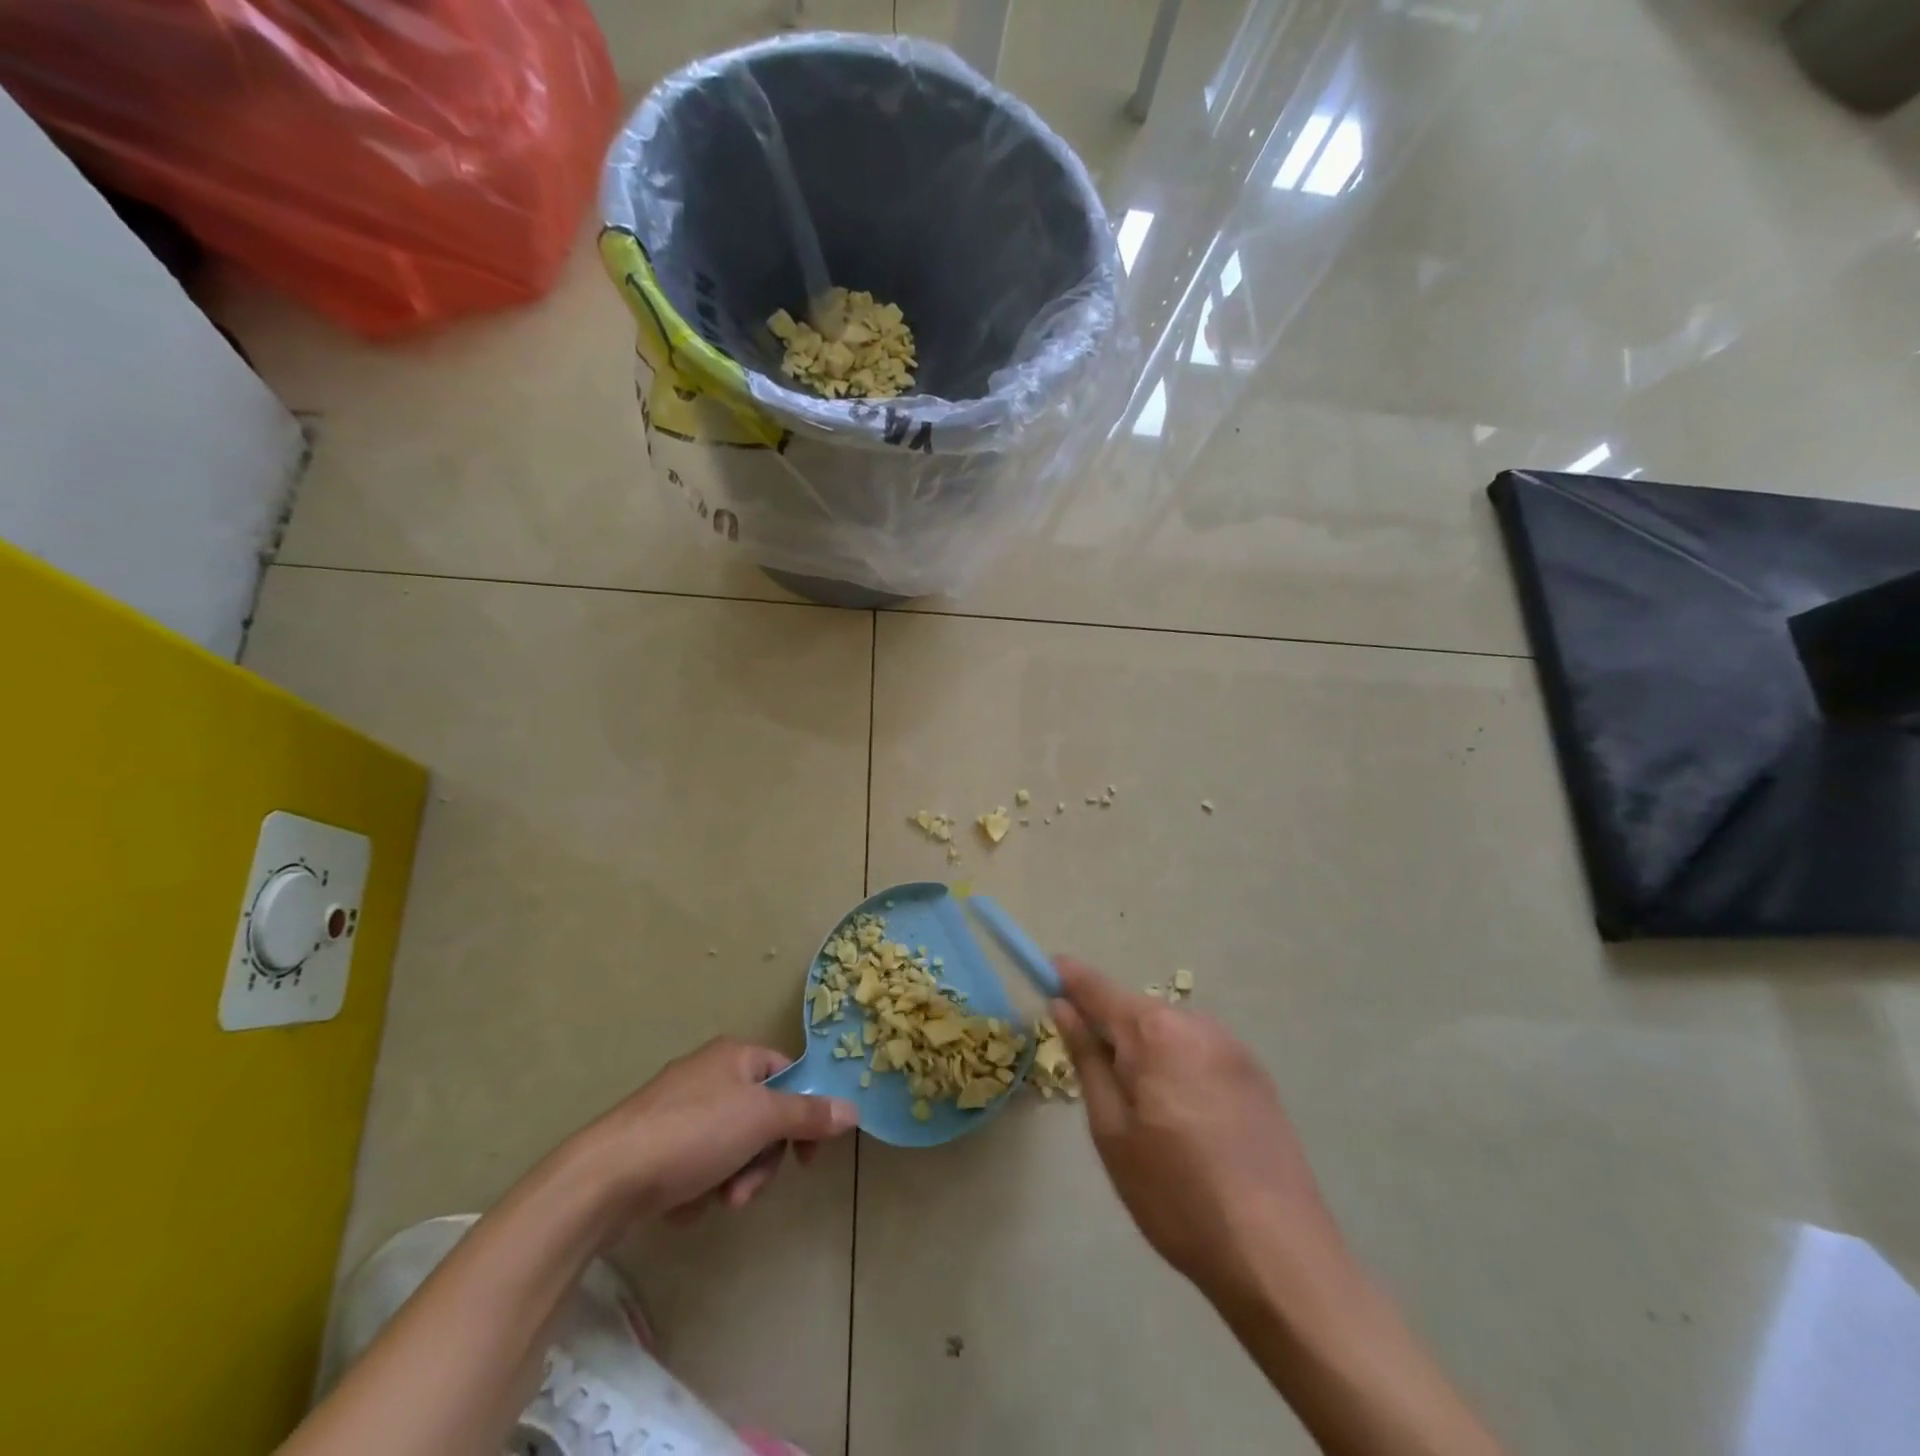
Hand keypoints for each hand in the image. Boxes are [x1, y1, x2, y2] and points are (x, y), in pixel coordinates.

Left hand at [577, 1037, 857, 1221]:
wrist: (606, 1177)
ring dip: (733, 1179)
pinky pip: (700, 1166)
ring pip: (733, 1147)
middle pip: (762, 1117)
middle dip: (761, 1160)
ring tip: (714, 1200)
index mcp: (735, 1055)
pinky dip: (699, 1187)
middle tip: (745, 1189)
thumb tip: (852, 1109)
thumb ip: (809, 1115)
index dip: (805, 1113)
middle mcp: (710, 1075)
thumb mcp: (761, 1120)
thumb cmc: (693, 1133)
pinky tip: (681, 1202)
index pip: (789, 1075)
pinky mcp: (658, 1146)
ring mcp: (680, 1111)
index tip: (807, 1157)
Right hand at [1051, 957, 1347, 1308]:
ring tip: (1148, 1118)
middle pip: (1137, 1011)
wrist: (1279, 1257)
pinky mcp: (1258, 1076)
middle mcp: (1198, 1024)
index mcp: (1156, 1032)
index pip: (1098, 988)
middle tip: (1098, 1084)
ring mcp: (1234, 1048)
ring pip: (1170, 1033)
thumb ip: (1087, 1058)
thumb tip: (1063, 1006)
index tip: (1045, 971)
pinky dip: (1180, 1068)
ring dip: (1147, 1053)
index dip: (1069, 977)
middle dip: (1111, 1031)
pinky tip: (1187, 1123)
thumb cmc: (1177, 1196)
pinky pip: (1200, 1053)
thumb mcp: (1112, 1131)